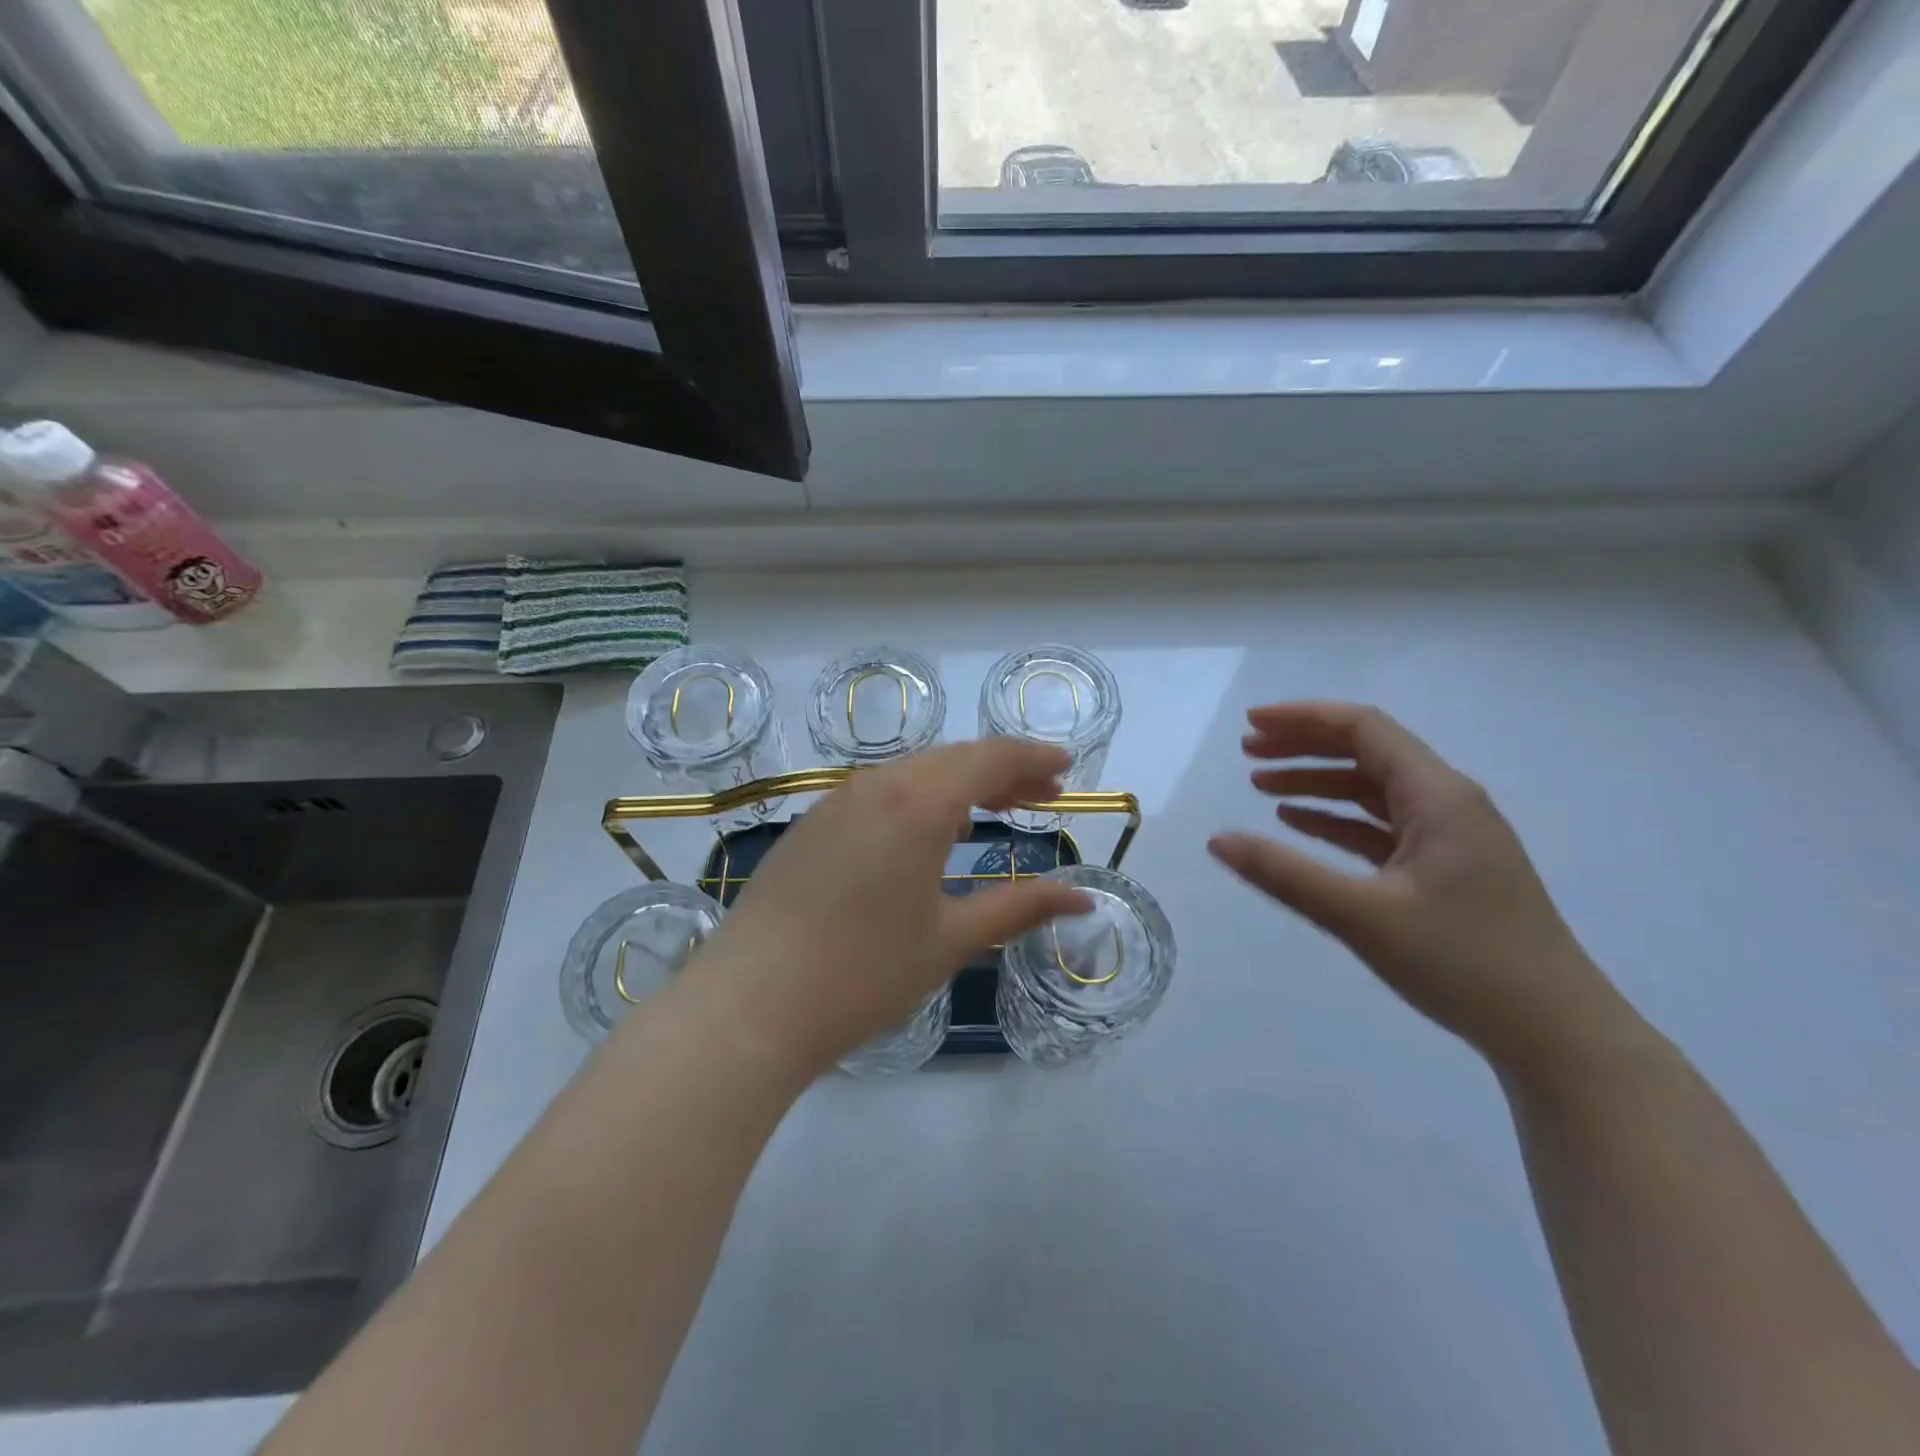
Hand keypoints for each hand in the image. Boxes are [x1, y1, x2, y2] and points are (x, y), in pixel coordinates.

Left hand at [688, 739, 1093, 1075]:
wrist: (750, 1006)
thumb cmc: (864, 973)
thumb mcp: (951, 940)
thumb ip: (1020, 908)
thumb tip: (1084, 899)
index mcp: (916, 803)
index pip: (988, 759)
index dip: (1032, 759)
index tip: (1066, 769)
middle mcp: (875, 786)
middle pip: (951, 760)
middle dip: (1001, 771)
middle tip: (1041, 795)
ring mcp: (835, 803)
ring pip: (911, 773)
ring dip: (958, 784)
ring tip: (993, 811)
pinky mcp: (811, 827)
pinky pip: (878, 794)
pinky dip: (918, 799)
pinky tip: (927, 834)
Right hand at [1208, 702, 1640, 1077]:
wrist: (1556, 1033)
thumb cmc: (1463, 963)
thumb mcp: (1362, 916)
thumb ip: (1284, 874)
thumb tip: (1216, 841)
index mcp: (1439, 796)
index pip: (1365, 729)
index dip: (1303, 718)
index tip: (1251, 724)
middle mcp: (1448, 803)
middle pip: (1367, 752)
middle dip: (1304, 746)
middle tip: (1247, 751)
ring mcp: (1450, 837)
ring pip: (1372, 790)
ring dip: (1317, 782)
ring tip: (1260, 786)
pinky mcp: (1446, 869)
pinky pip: (1381, 826)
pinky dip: (1337, 819)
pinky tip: (1300, 825)